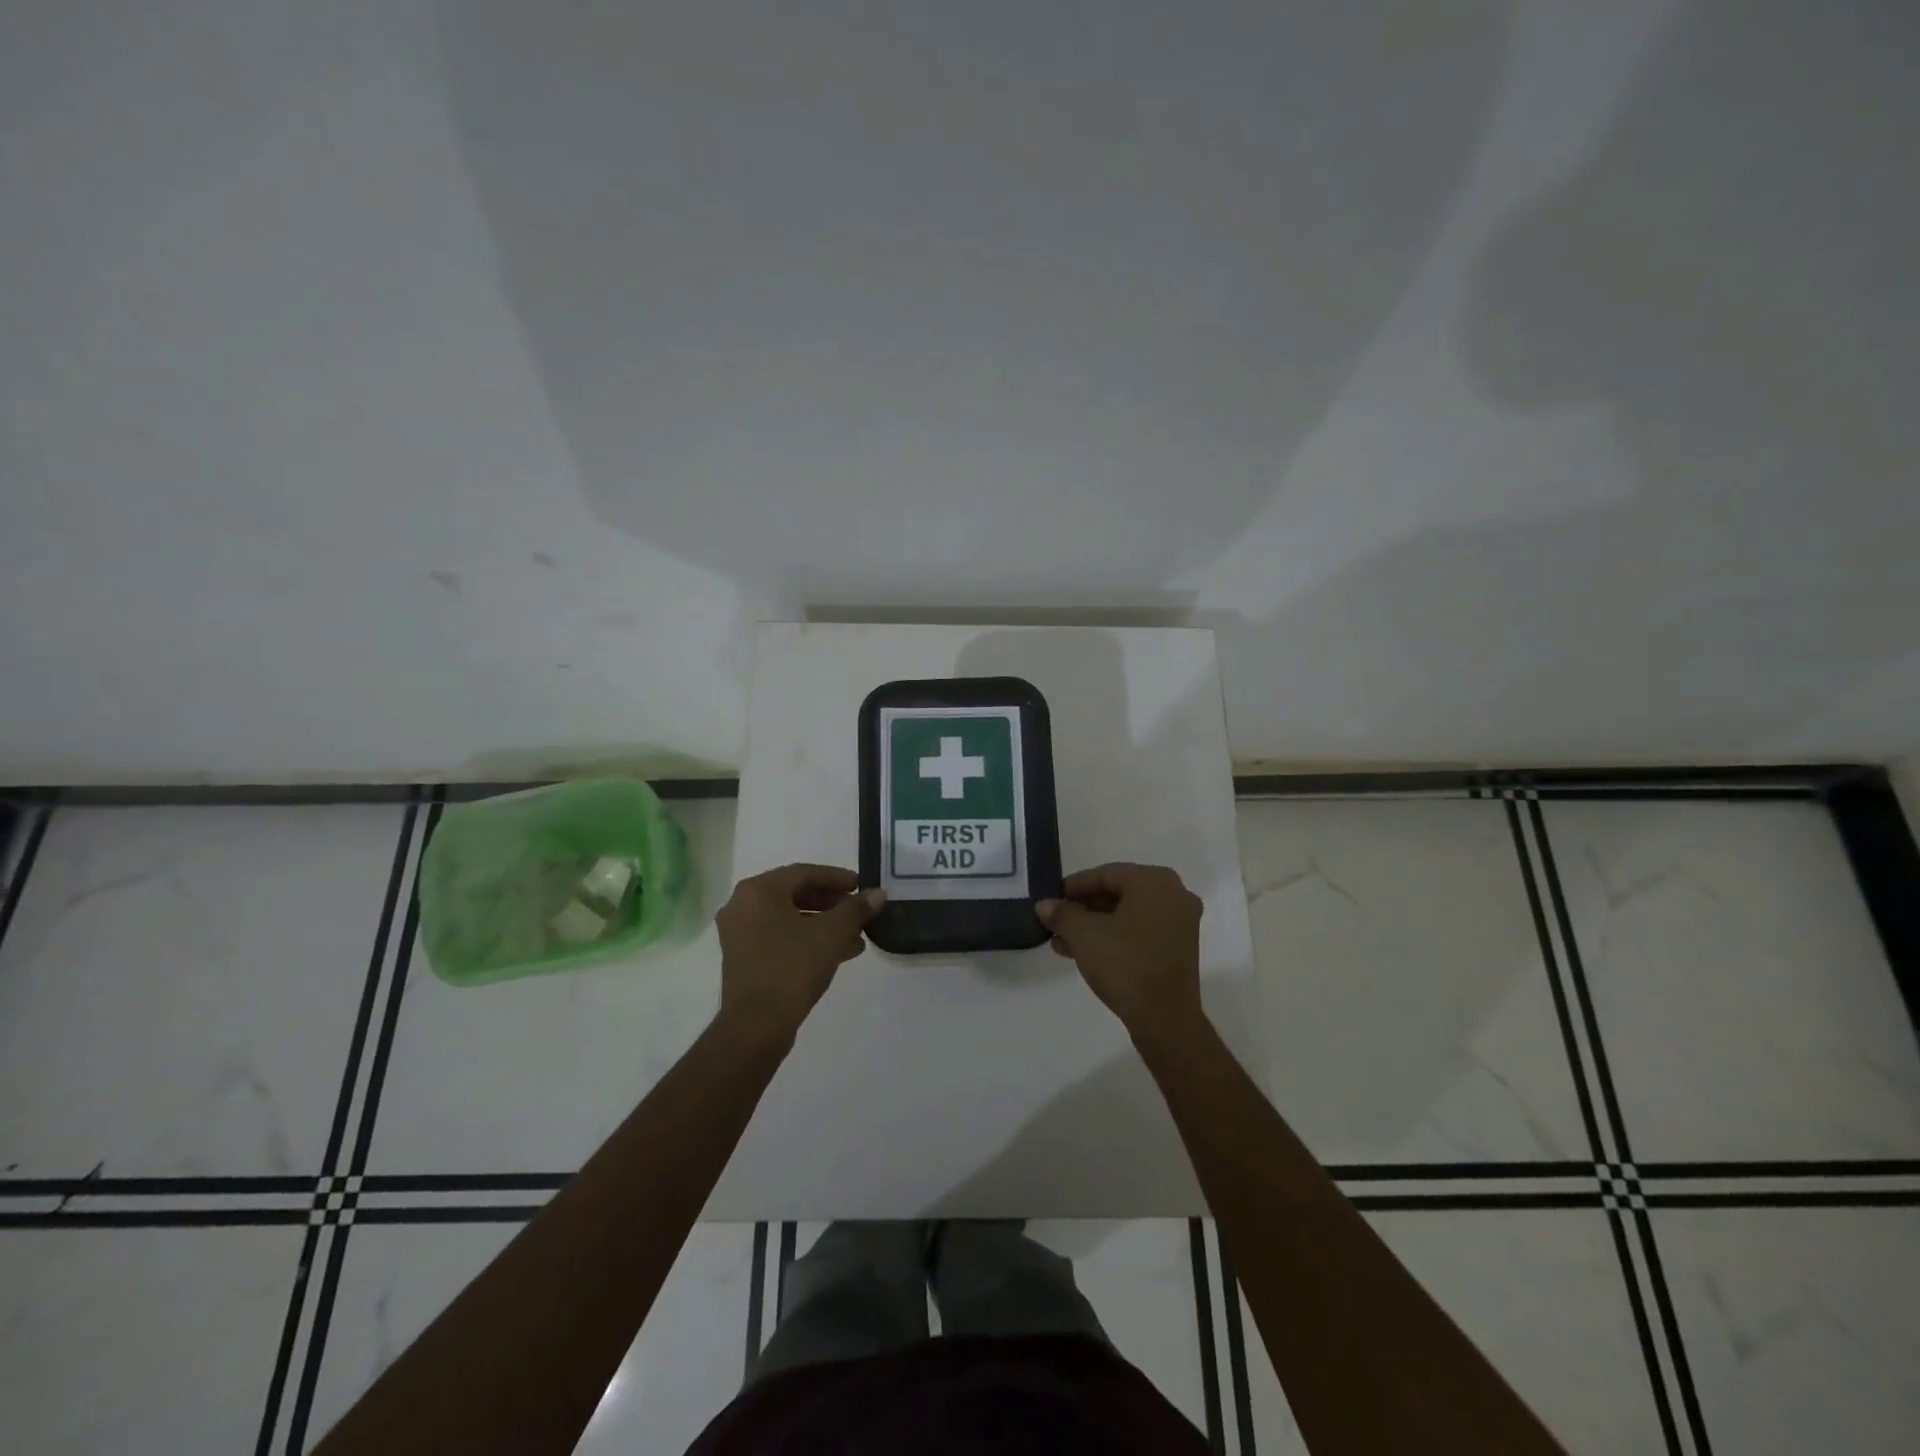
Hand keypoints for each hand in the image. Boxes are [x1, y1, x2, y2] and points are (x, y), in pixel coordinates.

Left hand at [716, 864, 883, 1041]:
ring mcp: (740, 934)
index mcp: (758, 891)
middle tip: (859, 910)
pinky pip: (781, 936)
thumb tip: (879, 894)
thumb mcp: (831, 934)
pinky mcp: (744, 958)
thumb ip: (856, 909)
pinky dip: (808, 939)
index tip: (862, 886)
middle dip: (832, 903)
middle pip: (795, 894)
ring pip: (790, 918)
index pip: (804, 873)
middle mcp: (743, 906)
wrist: (756, 1026)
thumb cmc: (792, 968)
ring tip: (857, 935)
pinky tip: (840, 952)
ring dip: (824, 923)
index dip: (837, 878)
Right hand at [1036, 863, 1204, 1033]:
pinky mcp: (1179, 948)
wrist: (1165, 1017)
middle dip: (1083, 908)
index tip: (1052, 898)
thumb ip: (1061, 914)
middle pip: (1118, 893)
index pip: (1105, 873)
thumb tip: (1045, 905)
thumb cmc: (1124, 962)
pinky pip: (1141, 931)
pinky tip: (1085, 953)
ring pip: (1128, 914)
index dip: (1074, 886)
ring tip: (1063, 942)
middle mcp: (1174, 894)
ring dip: (1095, 925)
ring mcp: (1180, 922)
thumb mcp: (1083, 934)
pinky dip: (1114, 937)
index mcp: (1154, 880)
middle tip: (1057, 921)